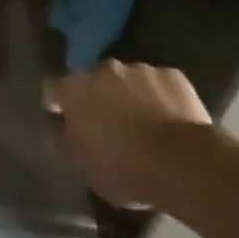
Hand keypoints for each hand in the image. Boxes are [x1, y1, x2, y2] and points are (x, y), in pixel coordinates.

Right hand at [44, 62, 213, 209]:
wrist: (184, 163)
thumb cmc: (124, 168)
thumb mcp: (83, 166)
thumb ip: (65, 141)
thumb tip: (60, 129)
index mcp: (76, 89)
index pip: (53, 88)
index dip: (57, 103)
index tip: (63, 118)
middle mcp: (104, 70)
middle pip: (93, 80)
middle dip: (97, 97)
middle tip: (107, 124)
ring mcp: (140, 69)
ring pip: (127, 80)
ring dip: (128, 95)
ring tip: (142, 123)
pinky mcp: (173, 76)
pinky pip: (159, 85)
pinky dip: (158, 97)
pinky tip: (168, 120)